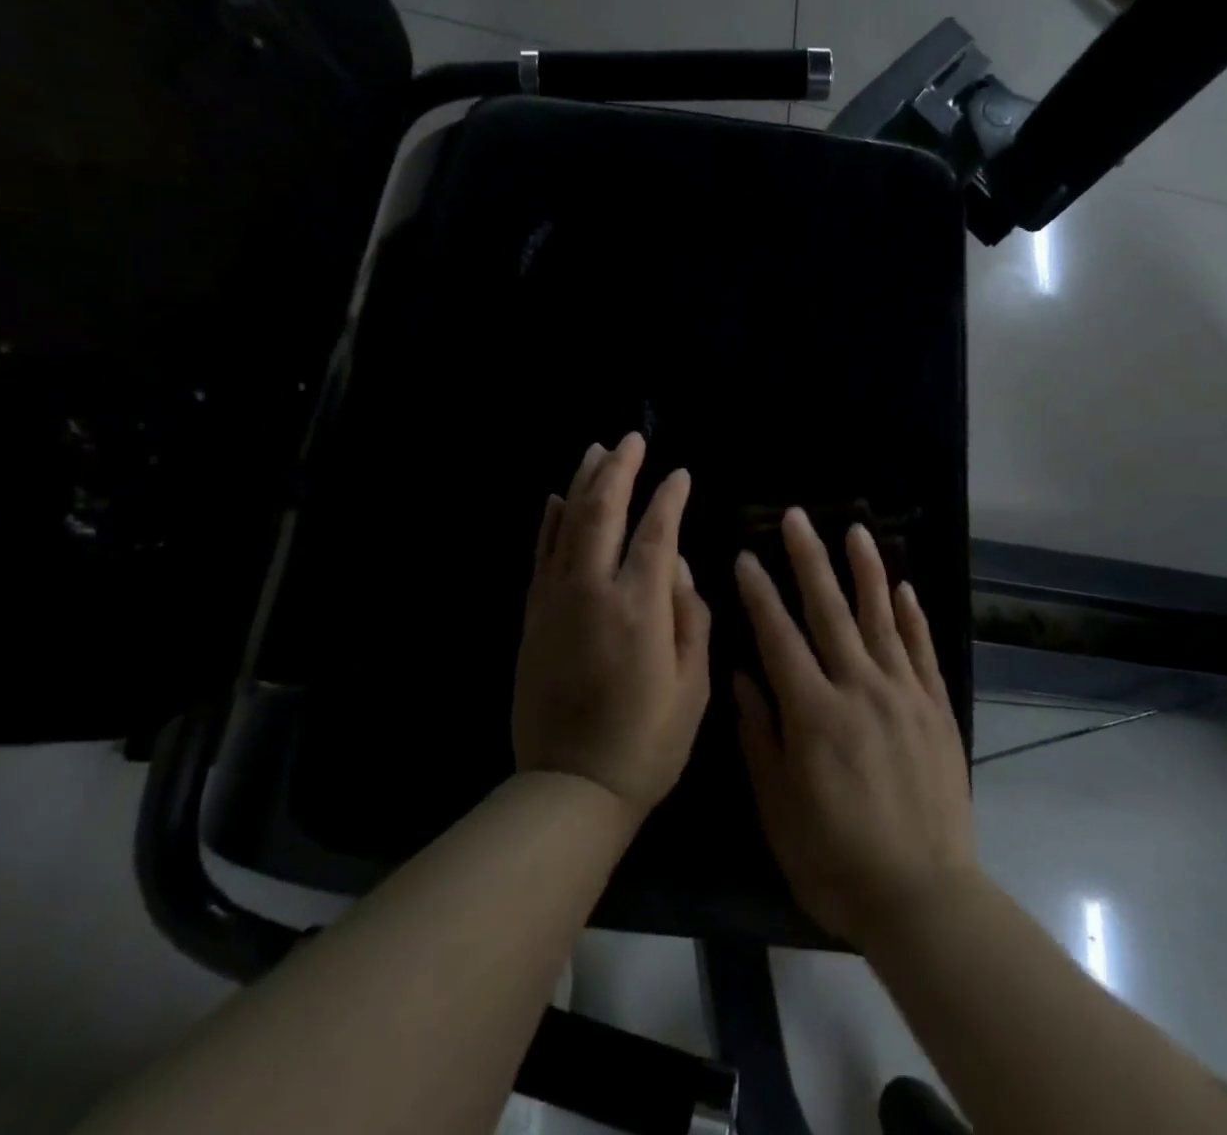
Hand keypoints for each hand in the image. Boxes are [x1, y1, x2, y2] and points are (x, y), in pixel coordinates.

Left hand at [513, 433, 711, 820]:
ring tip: (595, 450)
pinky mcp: (533, 617)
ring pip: (567, 524)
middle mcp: (593, 591)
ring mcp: (556, 601)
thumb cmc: (647, 742)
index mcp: (639, 607)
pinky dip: (548, 522)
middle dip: (620, 469)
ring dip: (582, 483)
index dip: (670, 498)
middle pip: (604, 512)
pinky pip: (540, 555)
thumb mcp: (693, 685)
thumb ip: (691, 616)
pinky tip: (554, 499)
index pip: (656, 532)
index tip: (680, 474)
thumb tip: (680, 567)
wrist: (570, 787)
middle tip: (632, 438)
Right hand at [734, 508, 974, 947]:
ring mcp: (904, 693)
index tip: (746, 556)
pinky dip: (912, 615)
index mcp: (814, 712)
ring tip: (855, 529)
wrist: (924, 896)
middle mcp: (859, 688)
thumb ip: (760, 734)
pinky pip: (922, 649)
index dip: (760, 593)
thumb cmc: (836, 859)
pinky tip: (904, 587)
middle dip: (809, 559)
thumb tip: (743, 674)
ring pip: (881, 616)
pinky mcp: (936, 708)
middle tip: (797, 517)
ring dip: (865, 570)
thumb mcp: (779, 807)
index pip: (780, 636)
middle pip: (830, 610)